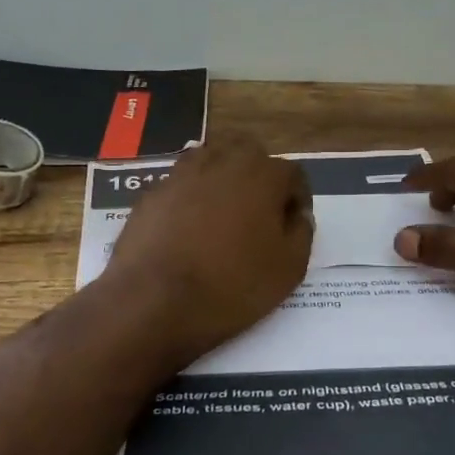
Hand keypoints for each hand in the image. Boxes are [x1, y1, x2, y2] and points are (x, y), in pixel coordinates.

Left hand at [103, 139, 312, 365]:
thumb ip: (302, 233)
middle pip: (250, 154)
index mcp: (262, 175)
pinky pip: (182, 184)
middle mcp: (223, 161)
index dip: (297, 199)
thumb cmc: (231, 285)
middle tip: (260, 213)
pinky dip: (192, 197)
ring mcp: (182, 173)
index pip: (292, 174)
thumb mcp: (289, 269)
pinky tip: (189, 228)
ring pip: (212, 160)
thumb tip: (297, 216)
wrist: (153, 300)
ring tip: (224, 215)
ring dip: (224, 179)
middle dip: (260, 177)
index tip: (293, 226)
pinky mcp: (153, 192)